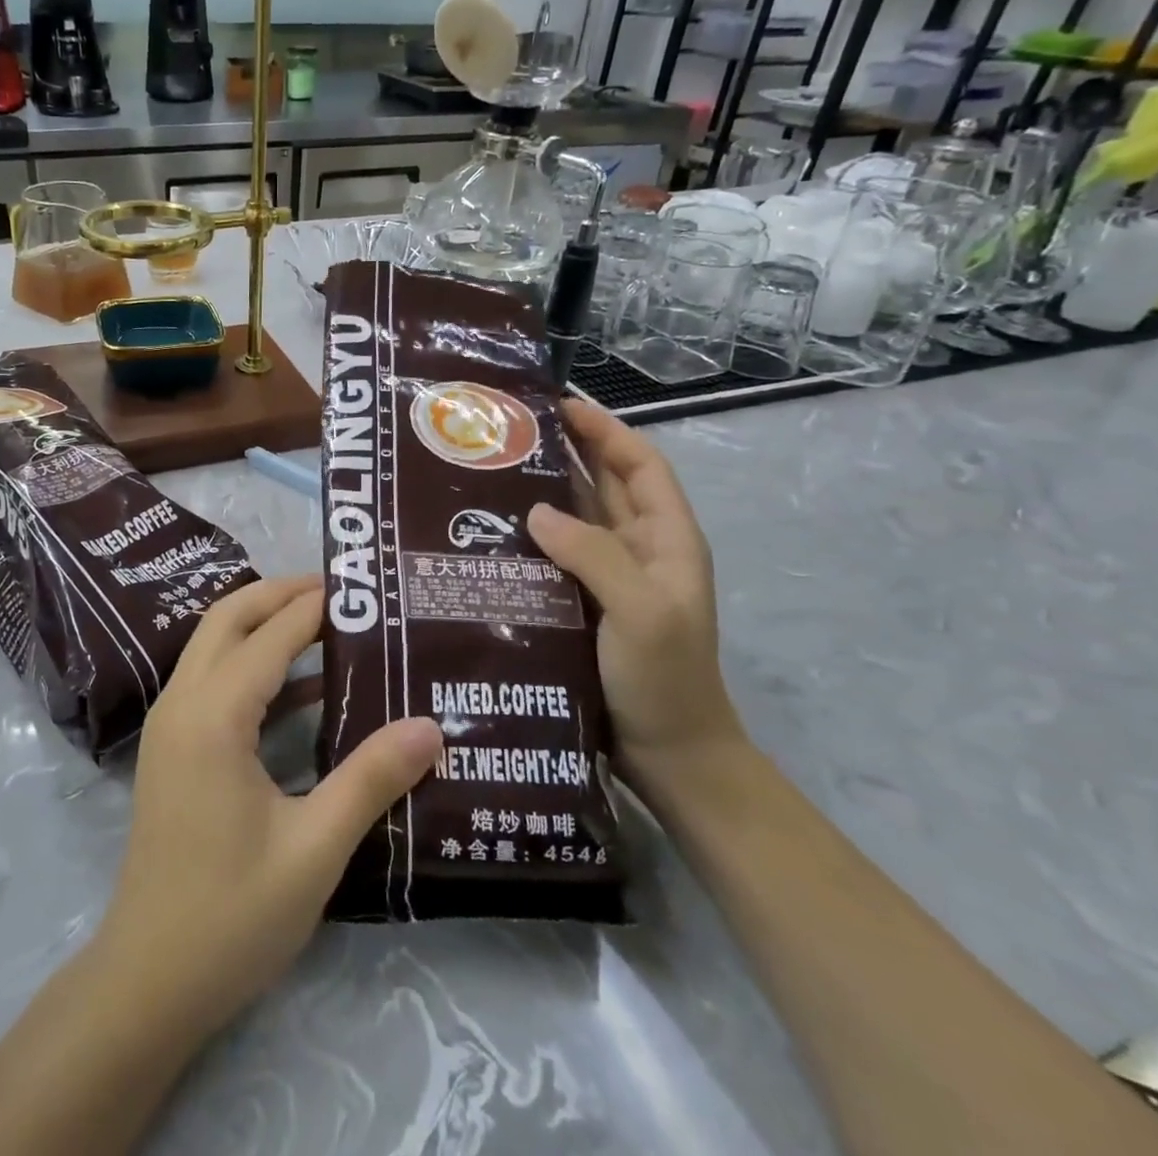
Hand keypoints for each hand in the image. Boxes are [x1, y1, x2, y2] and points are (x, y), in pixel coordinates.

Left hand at [98, 575, 442, 1039]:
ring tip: (328, 621)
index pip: (270, 635)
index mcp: (213, 716)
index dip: (316, 605)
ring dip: (263, 622)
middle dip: (280, 593)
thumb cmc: (232, 916)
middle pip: (228, 618)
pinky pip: (211, 679)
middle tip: (342, 590)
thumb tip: (430, 725)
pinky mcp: (172, 748)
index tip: (364, 584)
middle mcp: (182, 703)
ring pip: (214, 644)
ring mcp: (170, 724)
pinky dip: (251, 663)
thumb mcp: (314, 849)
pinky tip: (303, 686)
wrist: (148, 981)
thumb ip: (370, 779)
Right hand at [526, 399, 743, 781]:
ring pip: (573, 519)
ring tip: (488, 472)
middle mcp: (637, 549)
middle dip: (565, 452)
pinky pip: (553, 556)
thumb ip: (594, 554)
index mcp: (666, 539)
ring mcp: (608, 577)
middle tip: (508, 434)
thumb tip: (535, 511)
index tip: (560, 405)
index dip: (606, 430)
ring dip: (541, 493)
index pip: (640, 465)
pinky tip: (489, 534)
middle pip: (602, 485)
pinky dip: (527, 537)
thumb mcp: (641, 610)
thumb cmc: (665, 676)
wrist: (668, 752)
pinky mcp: (580, 602)